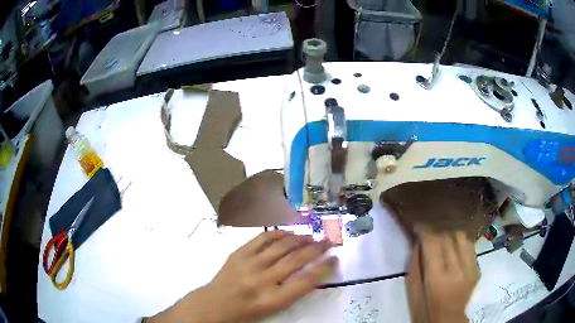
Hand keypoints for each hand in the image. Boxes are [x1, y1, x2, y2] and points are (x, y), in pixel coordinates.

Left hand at [146, 231, 336, 322]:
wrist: (213, 306)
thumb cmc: (245, 313)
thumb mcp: (272, 310)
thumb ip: (291, 293)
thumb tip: (310, 273)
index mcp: (272, 300)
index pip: (306, 281)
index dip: (324, 268)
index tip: (335, 259)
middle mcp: (262, 280)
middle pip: (296, 259)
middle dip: (317, 249)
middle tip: (329, 242)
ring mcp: (249, 264)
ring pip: (281, 246)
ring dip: (300, 238)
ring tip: (312, 236)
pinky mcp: (238, 254)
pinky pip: (262, 239)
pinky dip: (278, 234)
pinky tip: (288, 232)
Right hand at [407, 229, 479, 322]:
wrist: (448, 320)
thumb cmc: (425, 310)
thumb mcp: (413, 291)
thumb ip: (415, 266)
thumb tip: (418, 243)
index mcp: (437, 278)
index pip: (433, 244)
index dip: (425, 231)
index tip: (418, 226)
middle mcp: (457, 270)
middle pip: (448, 238)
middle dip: (436, 233)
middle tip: (428, 236)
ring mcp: (470, 269)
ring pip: (462, 238)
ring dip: (450, 237)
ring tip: (443, 242)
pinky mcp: (477, 269)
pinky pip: (470, 247)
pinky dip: (461, 244)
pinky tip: (455, 251)